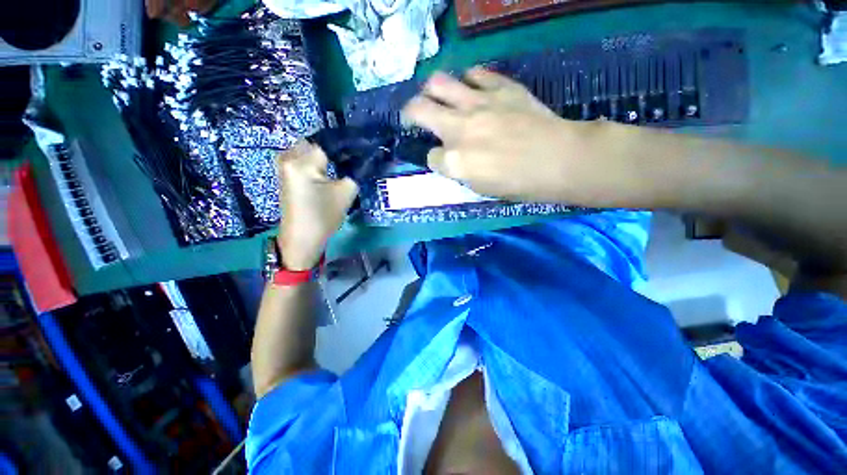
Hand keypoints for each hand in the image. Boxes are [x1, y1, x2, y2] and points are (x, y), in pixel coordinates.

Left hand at [276, 142, 357, 270]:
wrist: (302, 237)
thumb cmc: (324, 216)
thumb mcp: (346, 192)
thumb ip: (355, 171)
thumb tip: (362, 158)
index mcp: (303, 162)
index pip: (329, 142)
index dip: (347, 144)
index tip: (362, 148)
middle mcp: (288, 157)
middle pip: (317, 143)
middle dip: (335, 149)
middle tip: (352, 159)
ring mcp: (284, 164)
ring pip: (310, 149)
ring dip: (326, 154)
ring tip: (344, 164)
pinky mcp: (285, 172)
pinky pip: (303, 158)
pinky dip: (317, 160)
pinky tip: (330, 170)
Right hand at [402, 67, 605, 202]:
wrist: (559, 160)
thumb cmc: (519, 184)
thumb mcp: (481, 188)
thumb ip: (459, 171)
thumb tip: (449, 158)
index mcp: (455, 162)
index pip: (430, 157)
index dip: (434, 159)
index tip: (442, 160)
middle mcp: (458, 129)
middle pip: (418, 110)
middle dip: (410, 114)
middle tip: (414, 117)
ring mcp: (478, 104)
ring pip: (438, 82)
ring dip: (431, 91)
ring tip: (438, 98)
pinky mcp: (500, 87)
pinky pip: (474, 74)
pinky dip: (468, 82)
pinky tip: (473, 91)